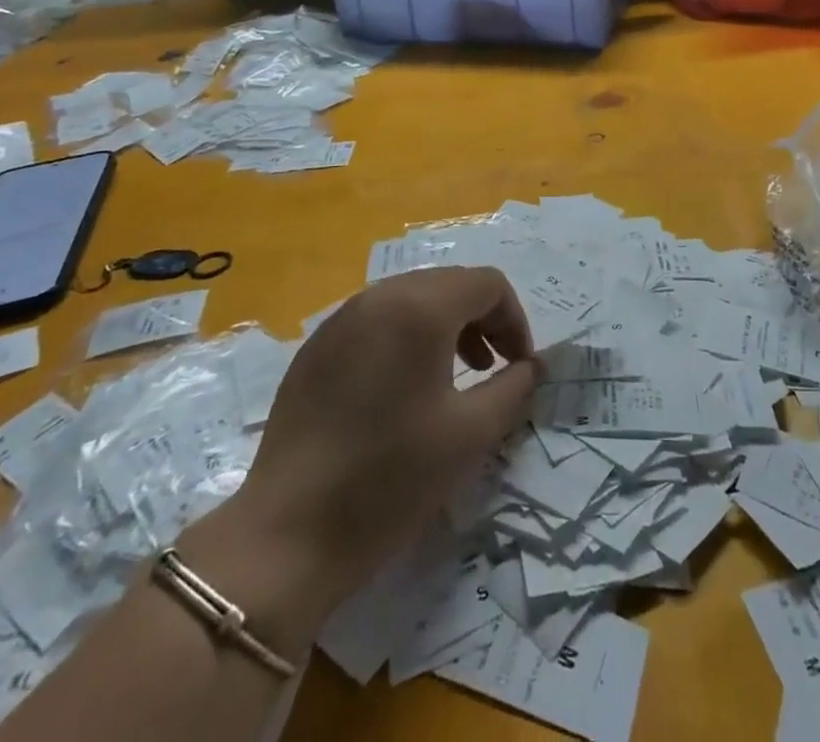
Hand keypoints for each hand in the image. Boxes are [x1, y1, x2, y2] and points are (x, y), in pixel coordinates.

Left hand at [186, 267, 537, 650]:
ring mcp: (341, 319)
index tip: (520, 367)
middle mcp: (379, 297)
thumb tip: (532, 365)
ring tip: (455, 377)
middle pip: (449, 284)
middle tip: (493, 369)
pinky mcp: (316, 347)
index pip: (487, 283)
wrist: (287, 536)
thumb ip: (513, 387)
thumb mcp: (469, 435)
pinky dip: (406, 338)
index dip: (515, 320)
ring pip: (412, 298)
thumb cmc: (390, 480)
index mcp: (419, 308)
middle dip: (482, 319)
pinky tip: (402, 390)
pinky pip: (377, 321)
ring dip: (446, 326)